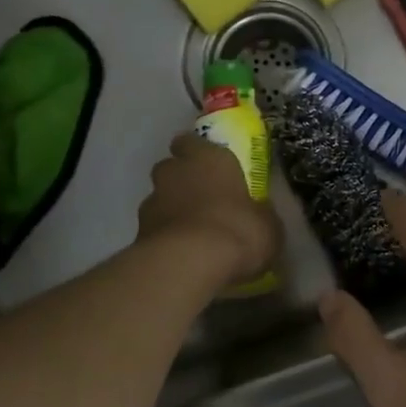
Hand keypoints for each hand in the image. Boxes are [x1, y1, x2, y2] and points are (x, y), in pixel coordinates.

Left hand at [137, 134, 278, 285]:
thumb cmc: (236, 230)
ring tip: (192, 235)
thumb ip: (259, 213)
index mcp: (209, 158)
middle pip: (172, 168)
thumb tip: (258, 213)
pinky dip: (165, 239)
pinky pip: (154, 231)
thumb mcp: (267, 224)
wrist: (188, 265)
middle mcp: (175, 173)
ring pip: (160, 200)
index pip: (192, 141)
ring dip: (172, 211)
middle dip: (183, 181)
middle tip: (204, 200)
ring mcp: (151, 203)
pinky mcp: (137, 234)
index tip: (209, 164)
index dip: (198, 152)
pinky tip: (182, 256)